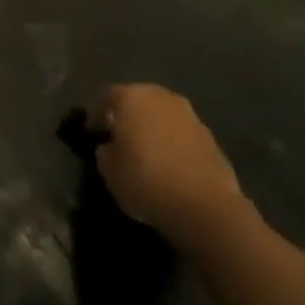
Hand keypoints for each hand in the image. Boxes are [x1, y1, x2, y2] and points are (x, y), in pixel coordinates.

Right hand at [92, 84, 247, 248]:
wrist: (205, 207)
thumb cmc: (146, 181)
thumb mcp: (109, 170)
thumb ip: (105, 151)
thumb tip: (111, 147)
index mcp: (132, 97)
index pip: (107, 97)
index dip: (97, 116)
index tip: (93, 133)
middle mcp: (161, 98)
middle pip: (138, 101)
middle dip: (128, 117)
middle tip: (119, 138)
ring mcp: (190, 116)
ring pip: (162, 117)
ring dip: (153, 130)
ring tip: (146, 154)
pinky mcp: (212, 139)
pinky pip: (182, 135)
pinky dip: (173, 145)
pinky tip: (169, 166)